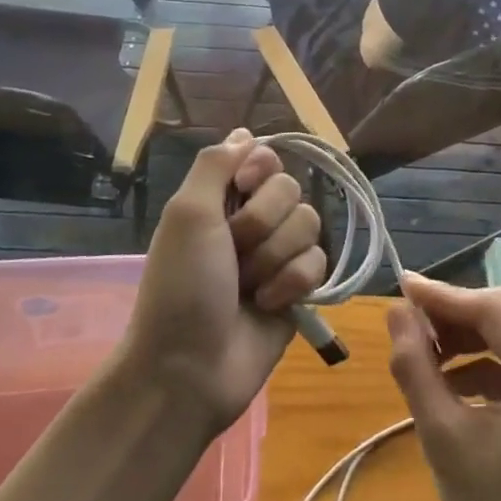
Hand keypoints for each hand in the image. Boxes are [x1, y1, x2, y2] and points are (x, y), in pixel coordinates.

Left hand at [122, 129, 325, 433]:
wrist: (190, 368)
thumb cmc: (181, 286)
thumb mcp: (188, 214)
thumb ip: (216, 164)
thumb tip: (244, 132)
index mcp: (221, 199)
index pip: (264, 157)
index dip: (261, 170)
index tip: (244, 187)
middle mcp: (252, 220)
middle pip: (291, 190)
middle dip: (263, 223)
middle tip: (235, 250)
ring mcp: (277, 255)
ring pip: (310, 225)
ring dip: (276, 257)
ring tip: (249, 286)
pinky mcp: (298, 288)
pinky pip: (319, 263)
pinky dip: (292, 283)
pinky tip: (269, 304)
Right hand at [386, 274, 500, 500]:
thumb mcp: (443, 437)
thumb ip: (415, 368)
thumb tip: (396, 311)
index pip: (493, 308)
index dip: (444, 295)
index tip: (401, 286)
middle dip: (457, 311)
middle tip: (412, 323)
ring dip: (472, 332)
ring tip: (429, 356)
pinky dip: (490, 357)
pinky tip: (456, 381)